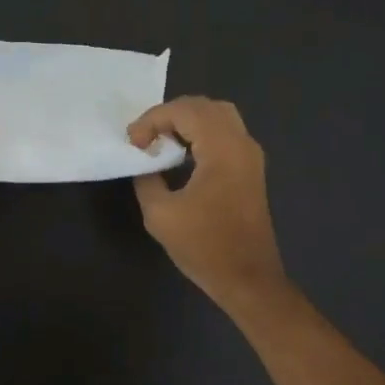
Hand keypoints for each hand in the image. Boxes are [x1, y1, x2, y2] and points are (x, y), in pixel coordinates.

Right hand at [128, 97, 289, 314]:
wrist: (247, 278)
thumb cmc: (204, 246)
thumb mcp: (160, 214)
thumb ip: (147, 179)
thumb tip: (145, 163)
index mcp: (222, 149)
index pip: (184, 111)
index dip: (152, 120)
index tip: (133, 143)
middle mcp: (242, 143)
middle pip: (205, 106)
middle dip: (170, 115)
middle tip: (145, 137)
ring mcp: (251, 156)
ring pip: (219, 117)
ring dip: (187, 122)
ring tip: (161, 143)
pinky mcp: (251, 170)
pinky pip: (226, 134)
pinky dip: (201, 134)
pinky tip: (182, 155)